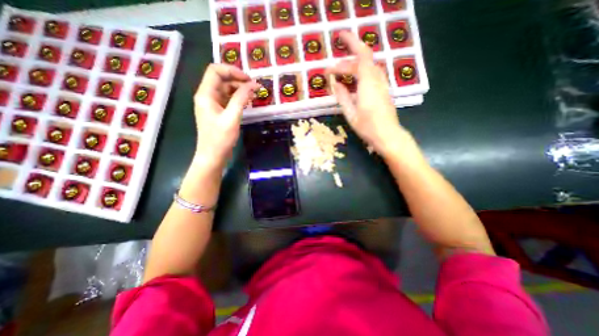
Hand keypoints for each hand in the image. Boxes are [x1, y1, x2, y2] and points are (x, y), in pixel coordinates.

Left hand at [192, 64, 257, 166]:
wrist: (213, 156)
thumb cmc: (220, 139)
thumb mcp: (232, 117)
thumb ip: (241, 99)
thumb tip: (252, 85)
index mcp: (205, 94)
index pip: (215, 71)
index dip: (232, 70)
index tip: (249, 79)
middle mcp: (207, 96)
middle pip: (222, 79)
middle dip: (238, 80)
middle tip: (255, 87)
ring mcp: (212, 104)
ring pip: (226, 89)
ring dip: (240, 89)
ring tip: (254, 94)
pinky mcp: (218, 112)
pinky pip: (228, 100)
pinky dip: (238, 98)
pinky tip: (248, 102)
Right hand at [326, 31, 409, 155]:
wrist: (388, 136)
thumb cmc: (368, 127)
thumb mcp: (351, 114)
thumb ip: (343, 97)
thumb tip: (335, 84)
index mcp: (368, 84)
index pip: (361, 56)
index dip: (351, 43)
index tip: (337, 41)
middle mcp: (377, 80)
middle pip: (364, 61)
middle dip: (346, 61)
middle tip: (332, 70)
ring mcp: (382, 85)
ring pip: (369, 67)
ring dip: (354, 66)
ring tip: (341, 72)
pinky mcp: (383, 91)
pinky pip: (372, 75)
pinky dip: (361, 73)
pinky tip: (353, 81)